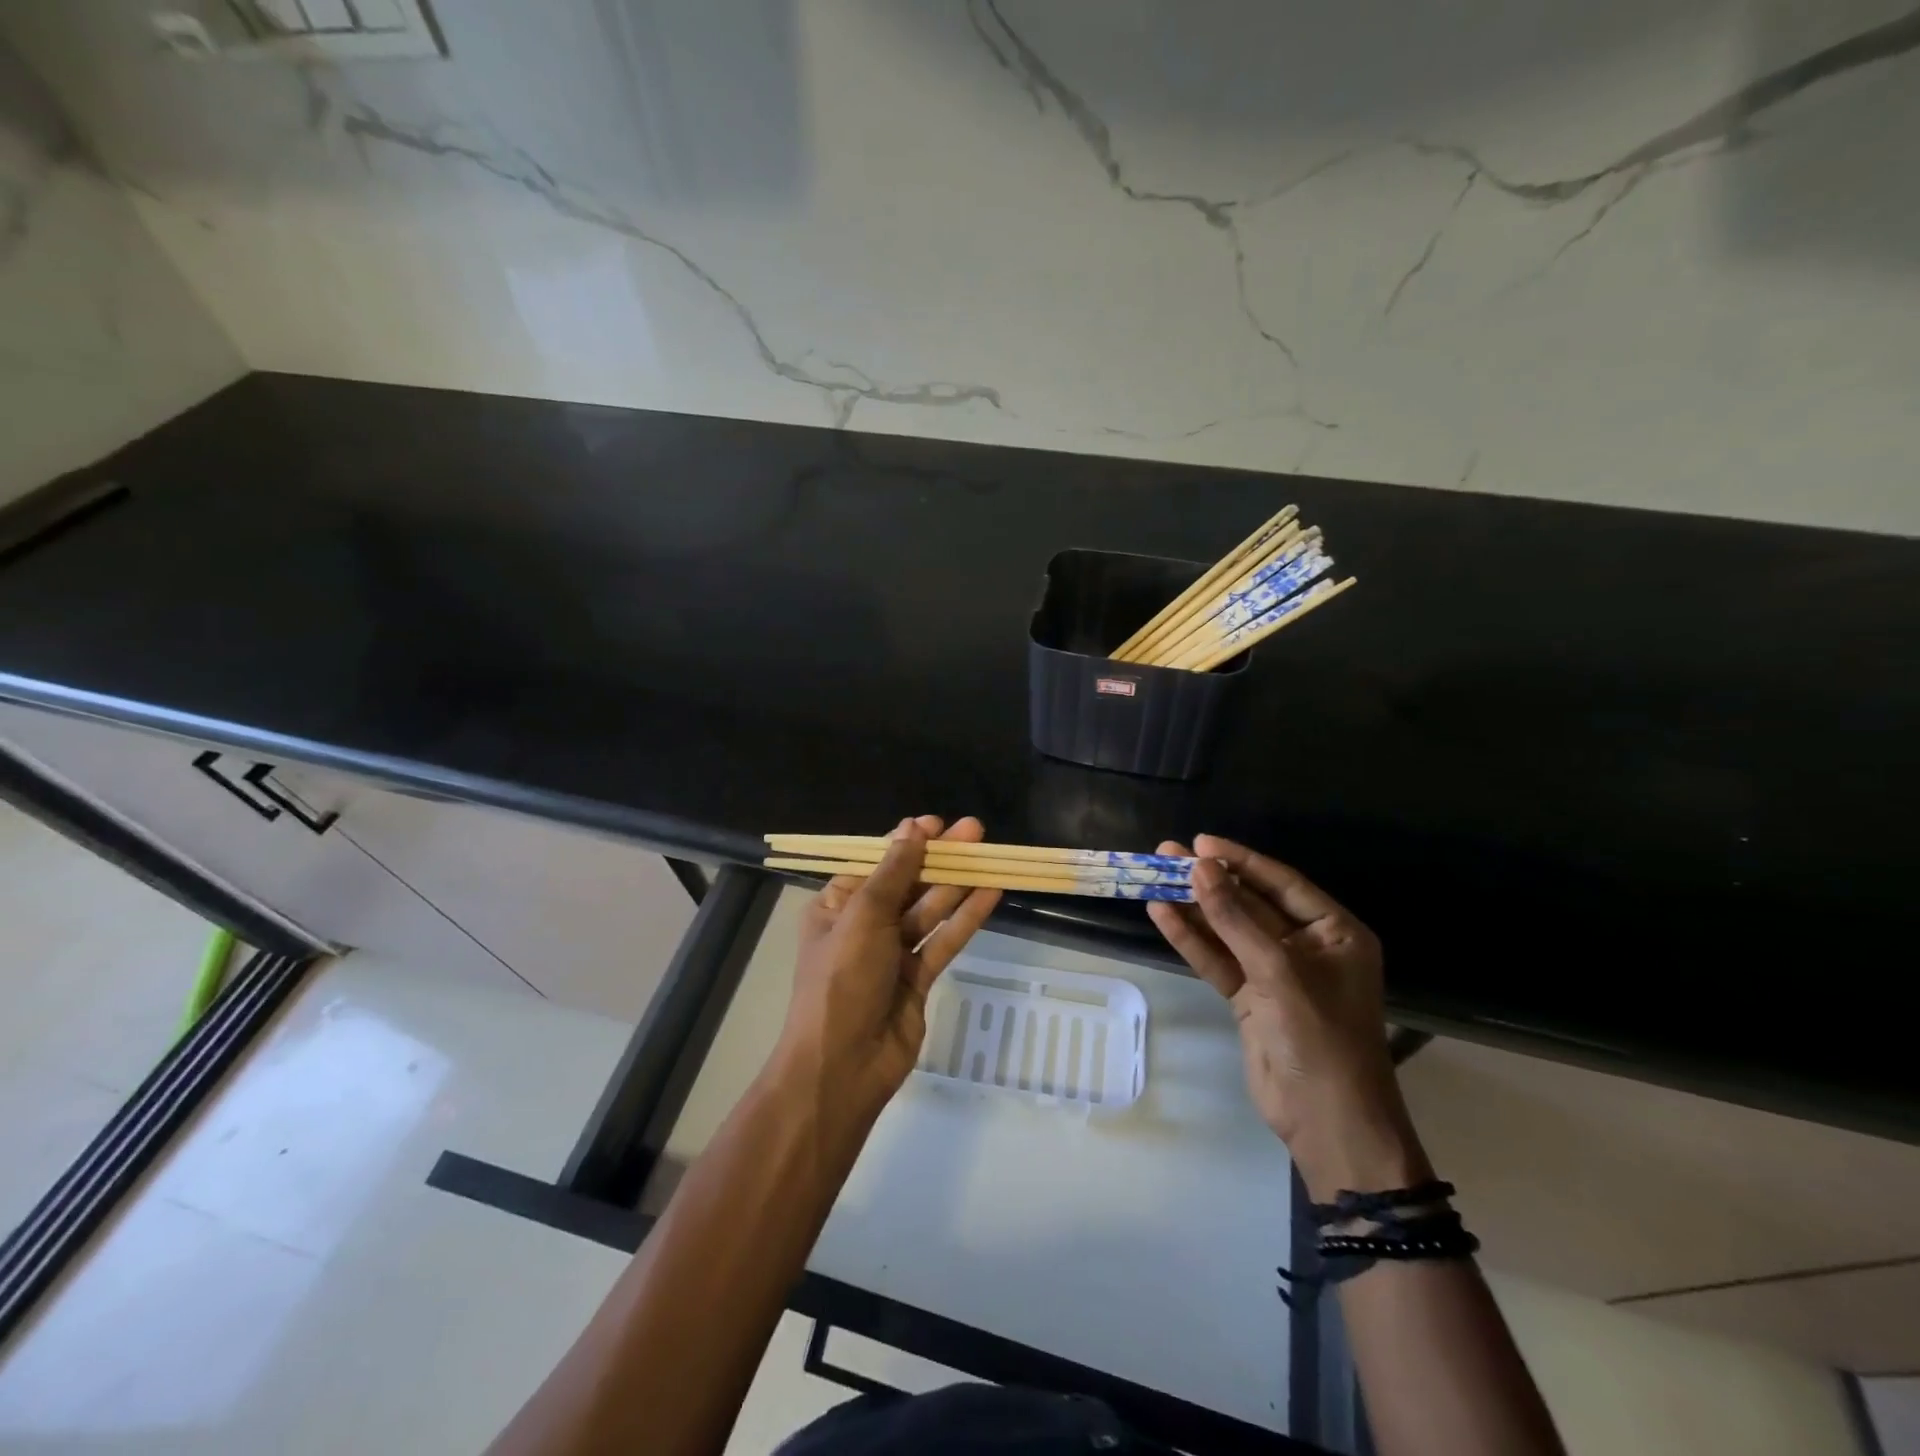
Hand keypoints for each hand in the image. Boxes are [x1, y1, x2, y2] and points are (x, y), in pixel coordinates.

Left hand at [777, 816, 1001, 1121]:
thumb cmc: (842, 980)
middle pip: (907, 884)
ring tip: (990, 854)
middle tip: (975, 831)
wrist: (843, 1067)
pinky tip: (990, 893)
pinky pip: (943, 941)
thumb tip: (912, 827)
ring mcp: (892, 954)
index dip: (906, 843)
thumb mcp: (863, 916)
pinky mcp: (917, 979)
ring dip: (957, 883)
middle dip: (939, 858)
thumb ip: (893, 872)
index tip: (937, 824)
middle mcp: (863, 926)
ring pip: (929, 910)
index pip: (876, 865)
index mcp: (837, 907)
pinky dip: (965, 918)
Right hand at [1147, 835, 1430, 1198]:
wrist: (1326, 1120)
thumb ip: (1234, 918)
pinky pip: (1217, 959)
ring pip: (1227, 931)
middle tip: (1166, 853)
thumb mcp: (1278, 970)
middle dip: (1209, 881)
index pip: (1281, 883)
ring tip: (1152, 876)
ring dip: (1193, 906)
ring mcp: (1274, 974)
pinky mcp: (1249, 998)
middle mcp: (1306, 947)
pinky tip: (1161, 914)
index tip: (1200, 842)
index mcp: (1334, 933)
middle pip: (1249, 904)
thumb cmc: (1320, 1035)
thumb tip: (1199, 867)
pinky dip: (1190, 939)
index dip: (1240, 860)